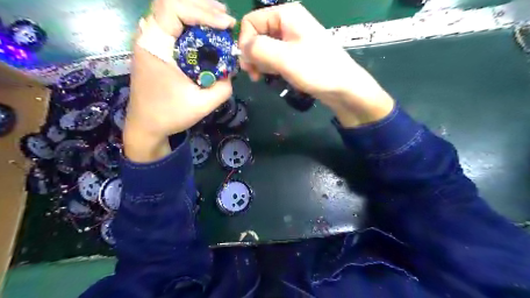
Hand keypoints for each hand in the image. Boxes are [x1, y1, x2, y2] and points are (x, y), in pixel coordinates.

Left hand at [125, 0, 235, 161]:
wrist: (145, 126)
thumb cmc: (170, 115)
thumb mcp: (203, 105)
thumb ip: (223, 88)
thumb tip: (231, 72)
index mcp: (155, 48)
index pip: (173, 9)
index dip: (202, 12)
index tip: (226, 26)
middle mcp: (148, 38)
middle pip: (171, 3)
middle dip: (201, 6)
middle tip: (225, 17)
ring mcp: (148, 41)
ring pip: (169, 10)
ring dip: (195, 10)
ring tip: (218, 18)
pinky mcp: (153, 48)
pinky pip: (170, 24)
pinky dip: (189, 22)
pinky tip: (204, 29)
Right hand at [239, 3, 392, 126]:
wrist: (343, 87)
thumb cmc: (316, 69)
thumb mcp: (284, 58)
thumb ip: (258, 49)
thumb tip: (242, 49)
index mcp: (286, 15)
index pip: (251, 21)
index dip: (245, 42)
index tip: (247, 64)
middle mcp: (287, 23)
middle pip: (257, 34)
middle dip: (252, 55)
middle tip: (254, 75)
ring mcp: (292, 39)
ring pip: (265, 48)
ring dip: (260, 63)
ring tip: (264, 77)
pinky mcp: (295, 53)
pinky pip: (275, 56)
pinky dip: (271, 66)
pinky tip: (274, 76)